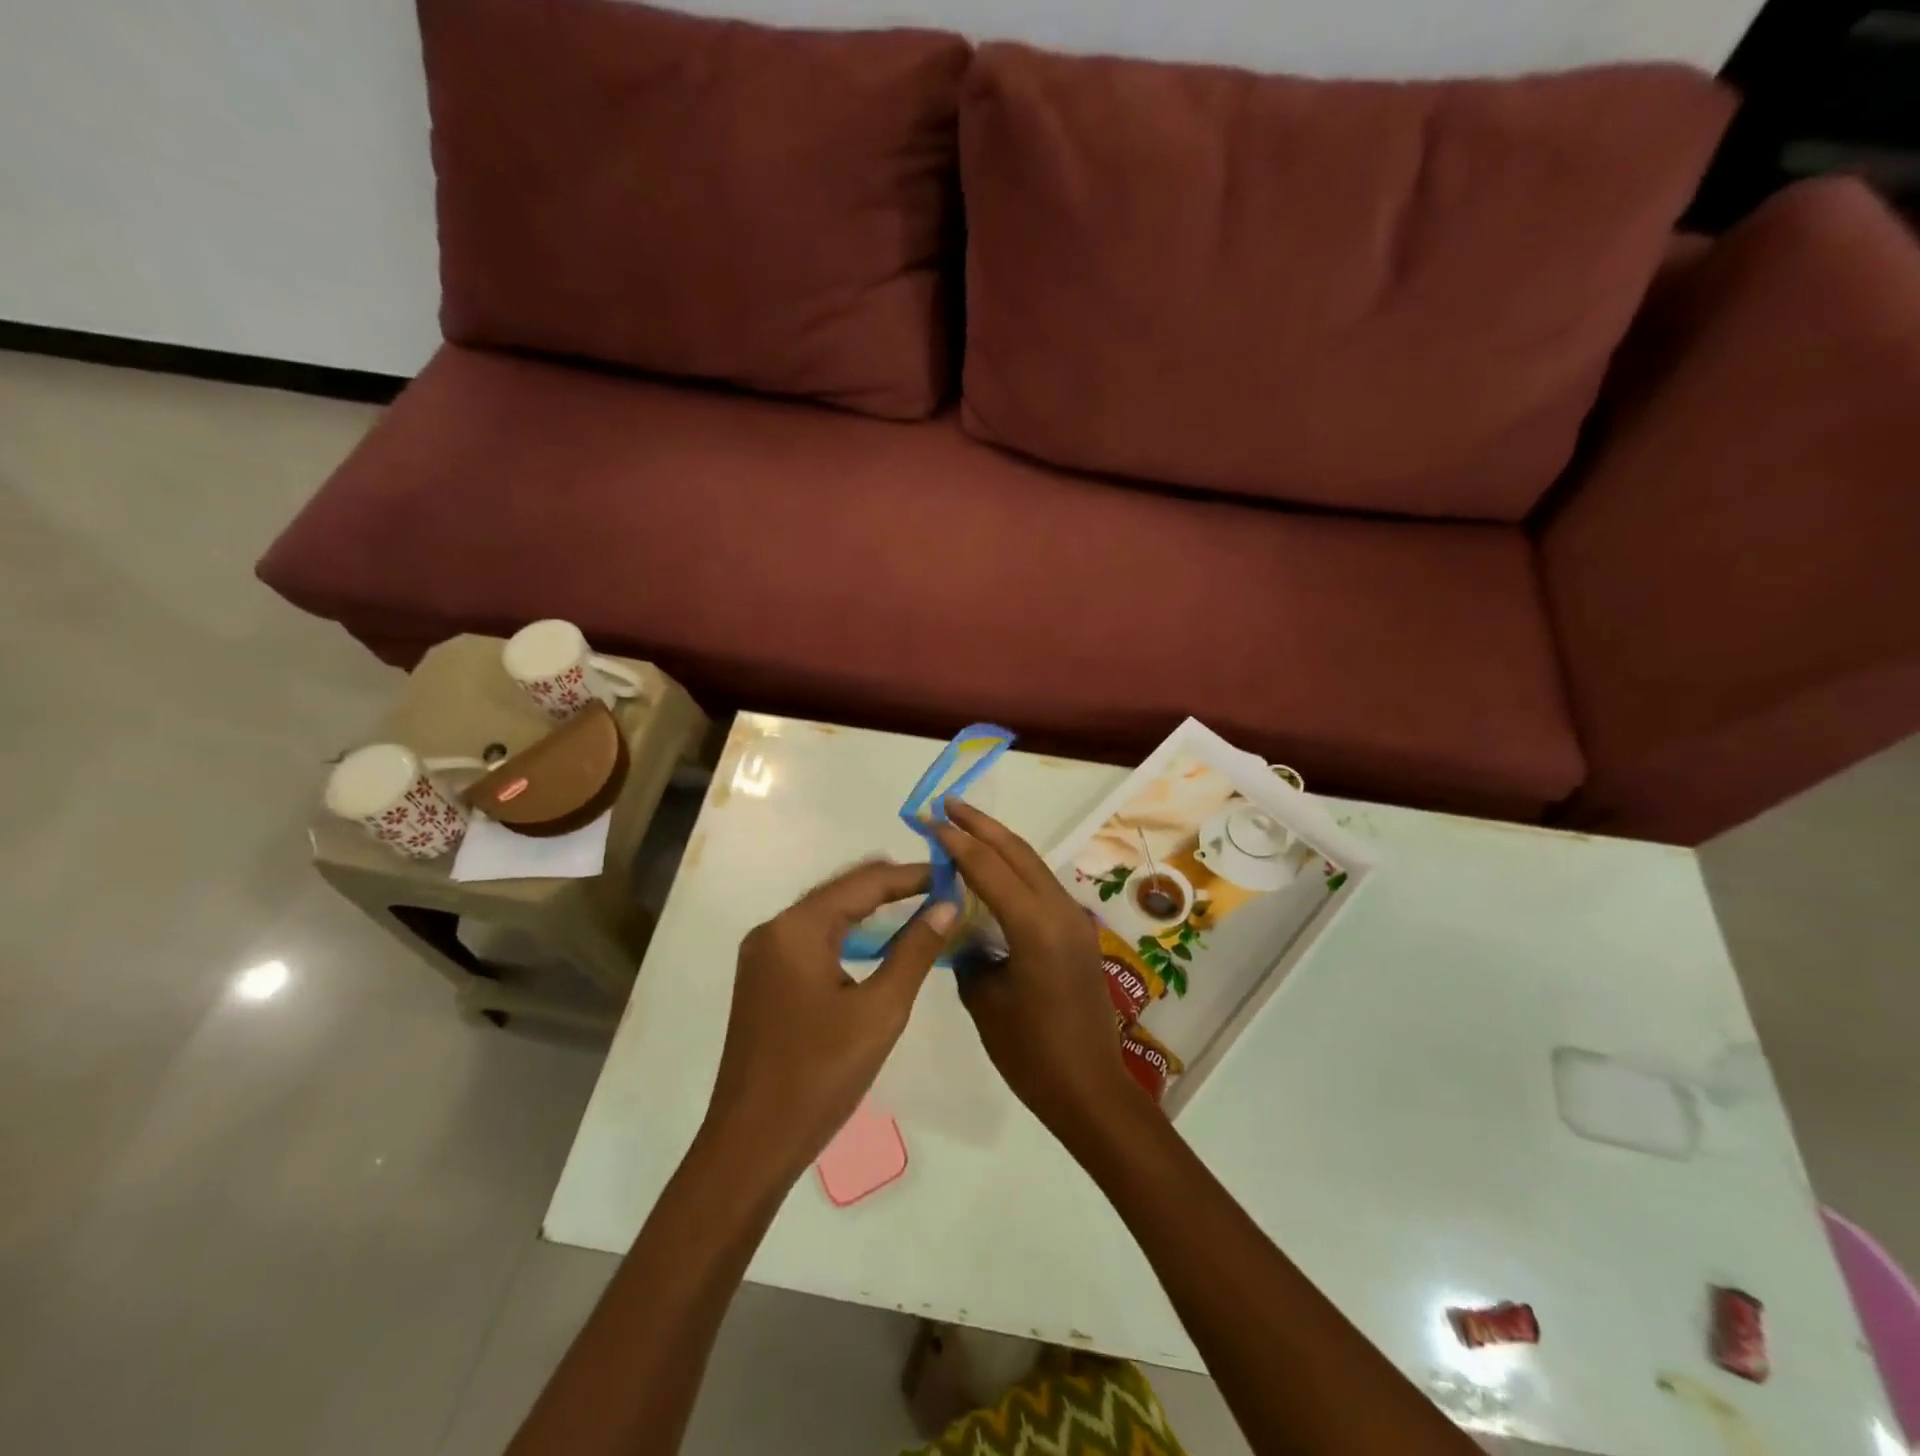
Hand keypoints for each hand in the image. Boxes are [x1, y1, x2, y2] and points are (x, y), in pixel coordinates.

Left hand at [700, 860, 955, 1190]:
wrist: (750, 1146)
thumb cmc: (819, 1076)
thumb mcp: (880, 1012)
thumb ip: (915, 951)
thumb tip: (946, 905)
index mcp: (796, 929)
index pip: (864, 882)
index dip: (911, 875)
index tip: (953, 874)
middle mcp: (774, 929)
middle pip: (841, 890)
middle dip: (891, 885)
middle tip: (941, 890)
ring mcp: (764, 954)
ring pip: (826, 912)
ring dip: (870, 908)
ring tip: (920, 909)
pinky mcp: (764, 978)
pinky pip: (812, 938)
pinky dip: (848, 932)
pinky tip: (878, 943)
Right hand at [928, 800, 1142, 1137]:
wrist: (1090, 1089)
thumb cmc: (1031, 1052)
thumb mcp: (985, 1001)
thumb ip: (970, 954)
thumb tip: (964, 932)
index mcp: (1035, 925)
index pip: (989, 867)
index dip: (957, 841)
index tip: (930, 820)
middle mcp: (1060, 910)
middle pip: (1017, 852)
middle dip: (981, 825)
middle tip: (947, 805)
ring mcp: (1074, 920)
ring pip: (1033, 865)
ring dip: (999, 843)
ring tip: (965, 827)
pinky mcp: (1078, 934)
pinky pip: (1041, 887)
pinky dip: (1014, 869)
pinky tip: (992, 872)